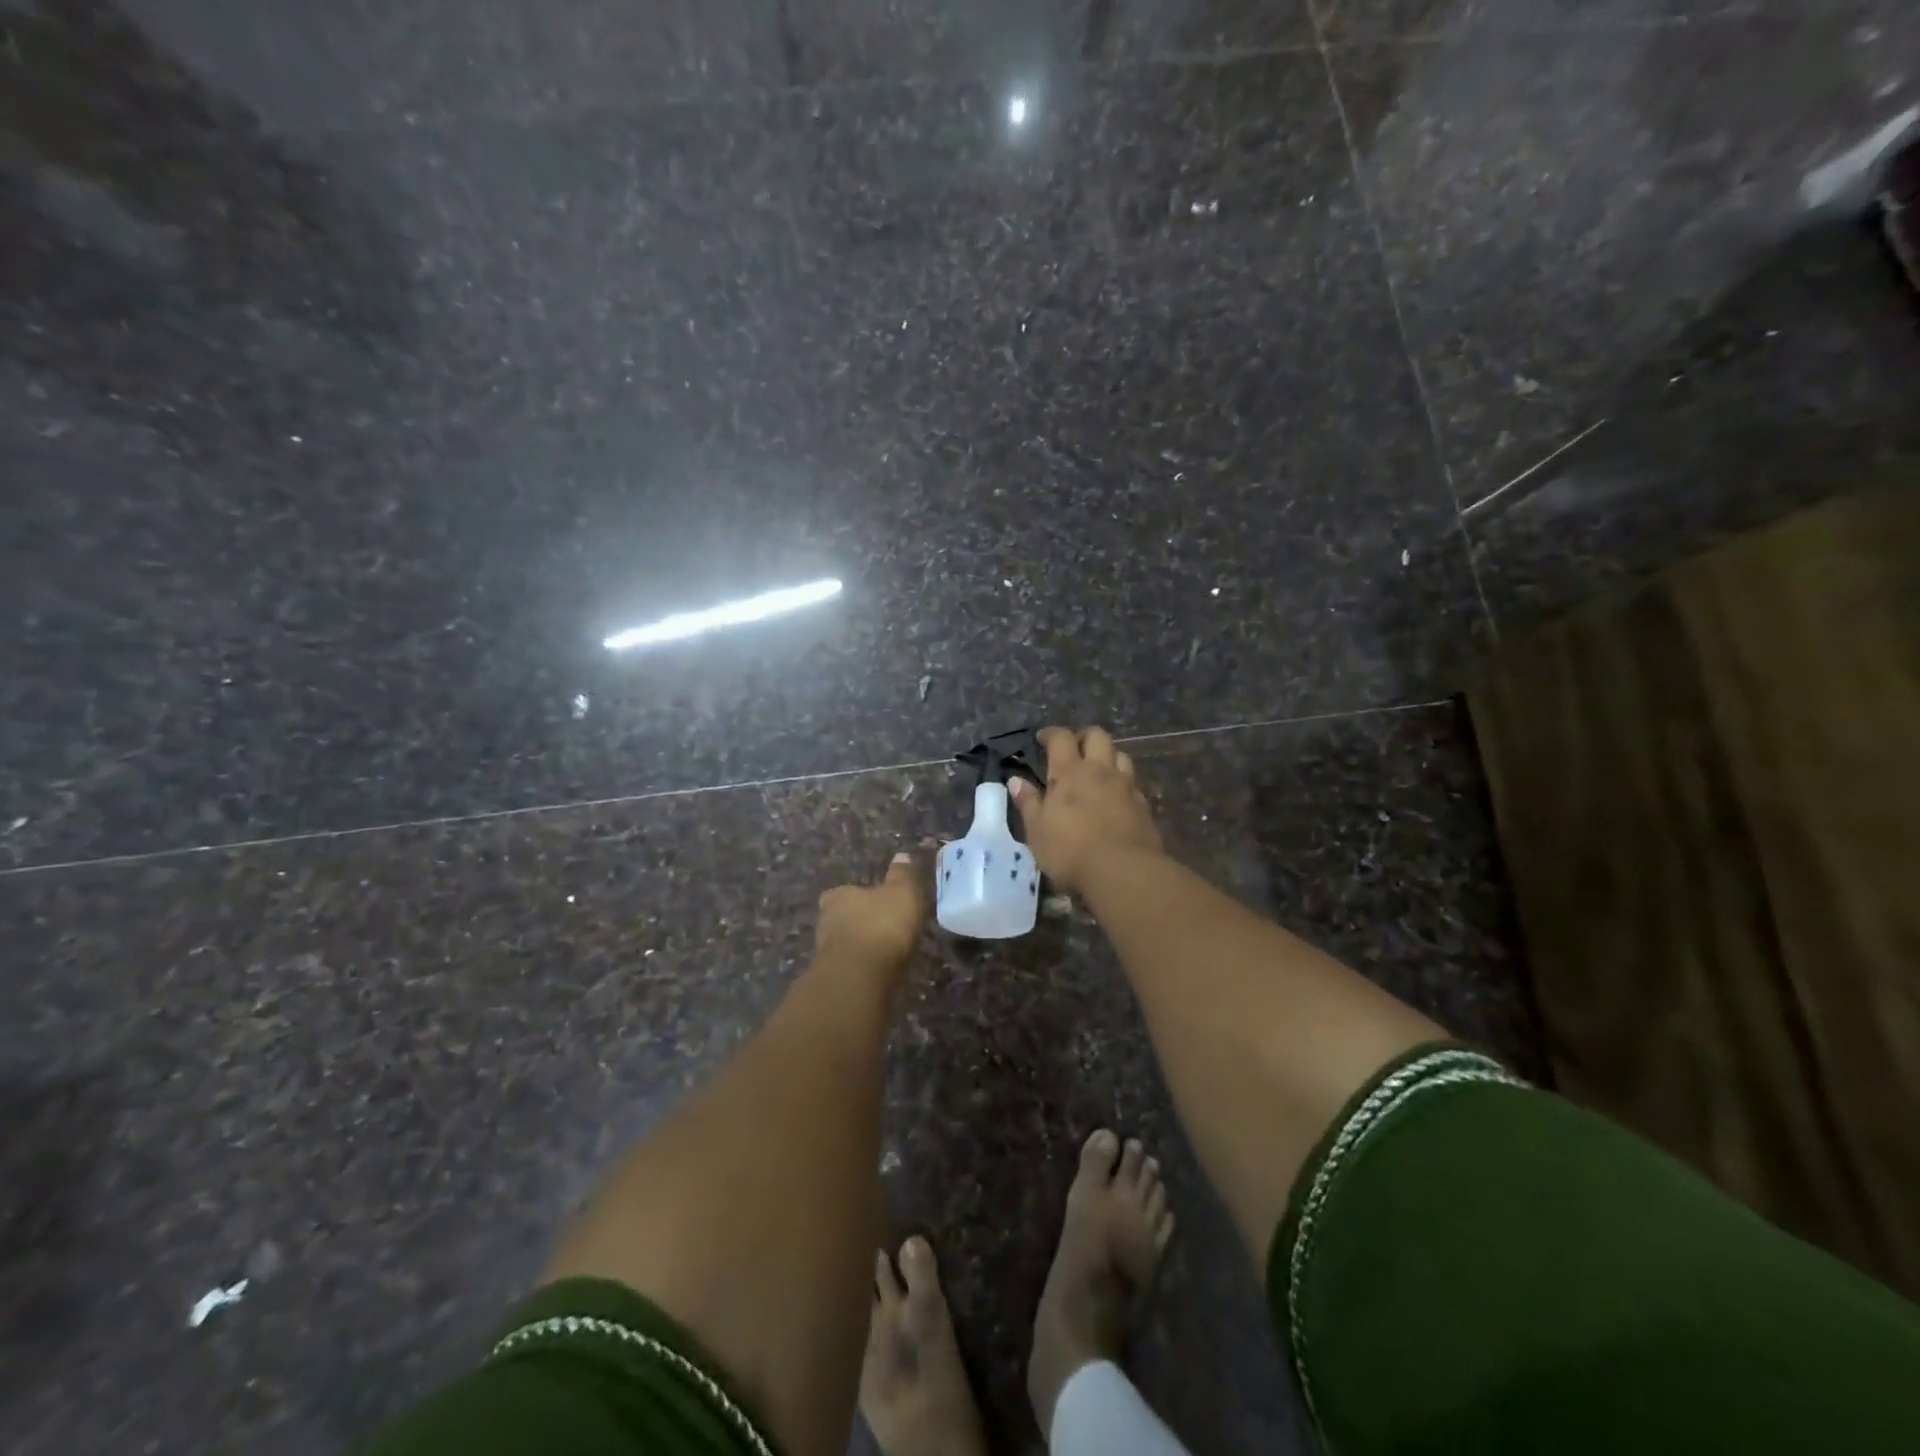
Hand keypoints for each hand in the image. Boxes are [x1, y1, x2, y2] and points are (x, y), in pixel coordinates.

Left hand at [814, 852, 929, 977]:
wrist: (861, 976)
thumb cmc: (881, 924)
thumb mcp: (901, 892)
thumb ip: (901, 875)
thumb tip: (901, 856)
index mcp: (838, 896)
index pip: (843, 893)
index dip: (859, 897)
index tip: (876, 903)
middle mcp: (825, 921)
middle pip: (842, 919)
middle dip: (859, 923)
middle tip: (884, 928)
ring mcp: (826, 953)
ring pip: (845, 945)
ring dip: (861, 947)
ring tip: (886, 952)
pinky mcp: (833, 979)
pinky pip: (851, 968)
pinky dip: (863, 968)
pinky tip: (880, 972)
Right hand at [1009, 726, 1163, 893]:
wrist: (1123, 872)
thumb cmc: (1070, 851)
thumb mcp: (1037, 831)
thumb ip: (1029, 803)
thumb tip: (1016, 780)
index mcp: (1069, 772)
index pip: (1061, 738)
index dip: (1051, 734)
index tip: (1042, 739)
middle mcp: (1100, 771)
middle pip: (1097, 736)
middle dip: (1084, 737)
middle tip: (1073, 750)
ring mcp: (1126, 786)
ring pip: (1120, 755)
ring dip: (1108, 756)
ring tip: (1097, 771)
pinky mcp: (1144, 805)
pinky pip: (1133, 783)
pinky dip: (1122, 783)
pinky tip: (1115, 798)